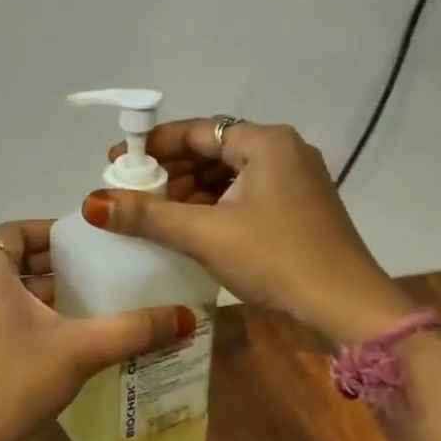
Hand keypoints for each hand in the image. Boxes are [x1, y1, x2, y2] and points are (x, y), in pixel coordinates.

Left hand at [0, 219, 196, 440]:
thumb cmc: (18, 381)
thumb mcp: (82, 350)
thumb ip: (134, 330)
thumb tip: (186, 317)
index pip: (15, 231)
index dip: (49, 230)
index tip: (84, 242)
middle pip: (13, 262)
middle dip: (54, 265)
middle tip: (95, 273)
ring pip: (6, 293)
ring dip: (42, 295)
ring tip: (86, 306)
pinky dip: (28, 319)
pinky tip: (61, 343)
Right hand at [85, 119, 414, 344]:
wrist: (347, 308)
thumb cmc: (276, 260)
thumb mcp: (205, 234)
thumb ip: (147, 215)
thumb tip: (93, 202)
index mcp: (265, 142)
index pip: (196, 131)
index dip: (152, 145)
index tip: (117, 162)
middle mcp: (283, 151)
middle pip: (212, 150)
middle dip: (170, 171)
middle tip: (132, 193)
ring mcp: (296, 180)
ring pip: (229, 175)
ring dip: (191, 191)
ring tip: (154, 214)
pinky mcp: (299, 208)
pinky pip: (245, 195)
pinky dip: (215, 206)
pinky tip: (190, 228)